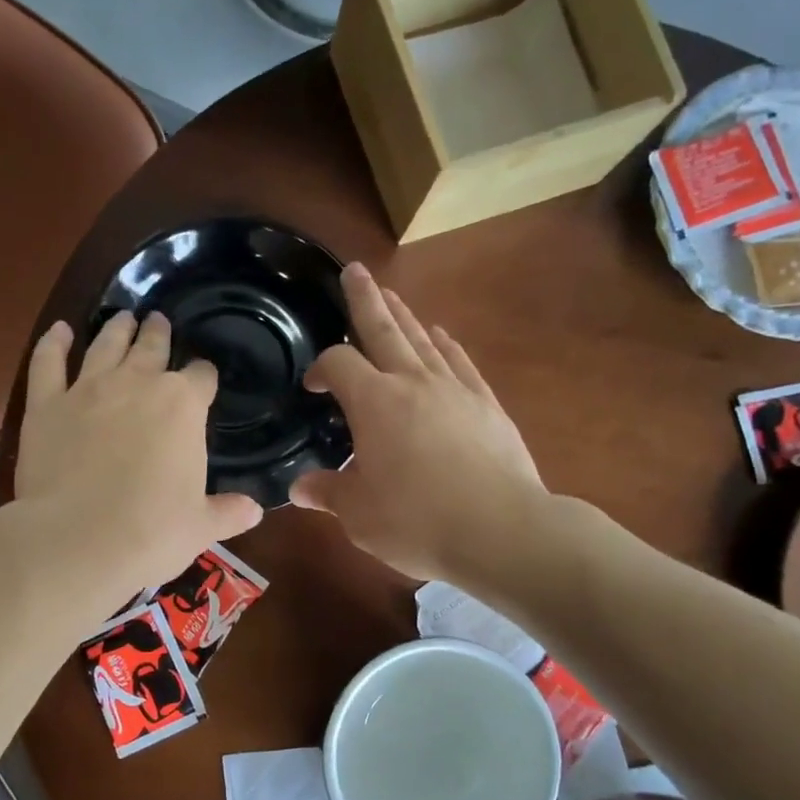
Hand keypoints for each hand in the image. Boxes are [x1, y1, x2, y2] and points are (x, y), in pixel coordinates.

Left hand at [13, 311, 262, 608]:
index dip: (204, 376)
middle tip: (159, 322)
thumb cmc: (151, 533)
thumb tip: (255, 511)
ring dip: (117, 329)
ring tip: (123, 317)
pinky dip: (53, 343)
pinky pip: (48, 362)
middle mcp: (137, 383)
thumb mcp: (201, 527)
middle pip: (152, 347)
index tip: (204, 379)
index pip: (201, 376)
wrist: (77, 541)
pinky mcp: (46, 404)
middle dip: (159, 334)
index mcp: (183, 405)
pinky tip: (59, 330)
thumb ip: (228, 512)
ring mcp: (88, 389)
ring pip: (105, 345)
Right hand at [291, 264, 545, 582]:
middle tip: (354, 269)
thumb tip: (298, 488)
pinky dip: (447, 346)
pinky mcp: (487, 405)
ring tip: (391, 294)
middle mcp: (412, 383)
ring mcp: (454, 390)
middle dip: (365, 300)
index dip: (321, 368)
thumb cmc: (418, 520)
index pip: (339, 365)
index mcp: (374, 403)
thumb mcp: (359, 515)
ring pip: (422, 340)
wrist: (501, 530)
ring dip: (404, 315)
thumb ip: (328, 493)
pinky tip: (442, 336)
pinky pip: (461, 363)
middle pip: (383, 330)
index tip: (313, 387)